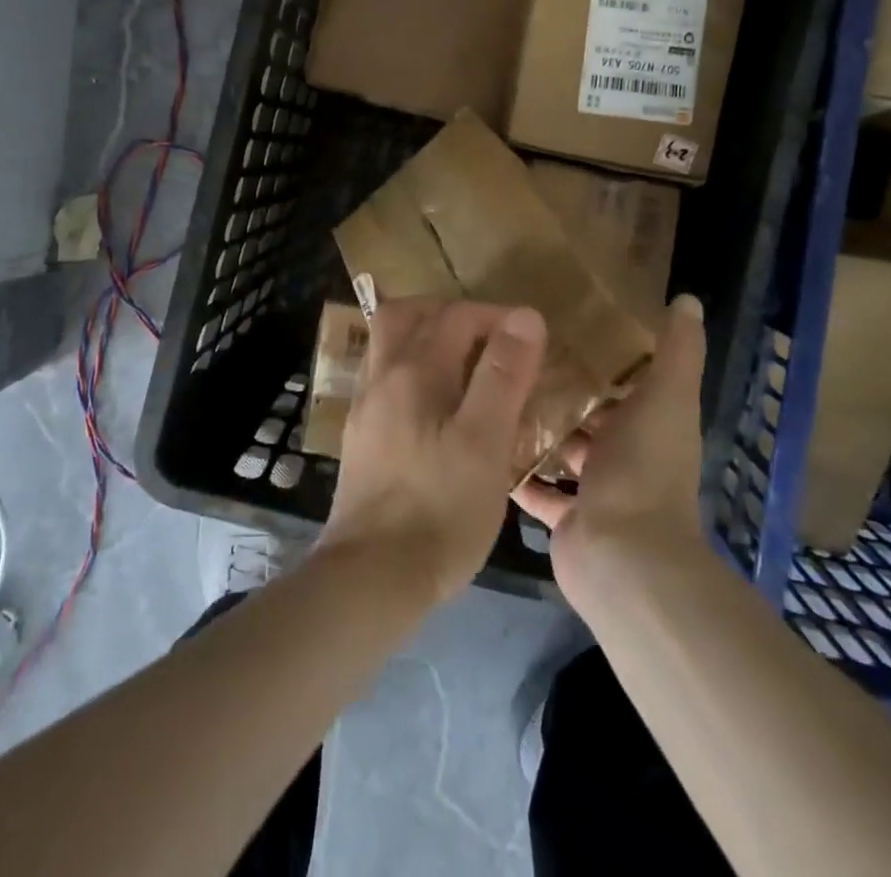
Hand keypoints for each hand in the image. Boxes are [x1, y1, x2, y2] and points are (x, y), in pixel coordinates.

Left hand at [318, 299, 546, 606]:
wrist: (371, 577)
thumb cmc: (440, 509)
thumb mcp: (485, 442)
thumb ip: (503, 375)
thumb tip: (525, 316)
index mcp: (413, 370)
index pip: (456, 316)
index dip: (496, 316)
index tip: (530, 339)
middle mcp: (382, 377)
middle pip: (406, 315)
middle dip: (448, 313)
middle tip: (487, 335)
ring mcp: (365, 407)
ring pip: (390, 346)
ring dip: (426, 338)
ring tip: (466, 364)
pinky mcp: (360, 437)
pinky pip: (386, 378)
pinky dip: (412, 370)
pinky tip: (437, 404)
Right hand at [513, 295, 707, 608]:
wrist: (624, 558)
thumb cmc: (644, 469)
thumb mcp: (666, 398)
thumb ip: (678, 351)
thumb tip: (688, 299)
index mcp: (651, 425)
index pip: (627, 384)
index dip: (602, 358)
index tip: (562, 328)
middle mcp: (626, 457)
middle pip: (591, 417)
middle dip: (562, 391)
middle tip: (517, 358)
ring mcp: (595, 491)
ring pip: (563, 451)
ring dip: (539, 429)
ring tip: (496, 392)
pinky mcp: (566, 518)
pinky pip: (538, 490)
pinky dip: (520, 473)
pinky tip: (488, 442)